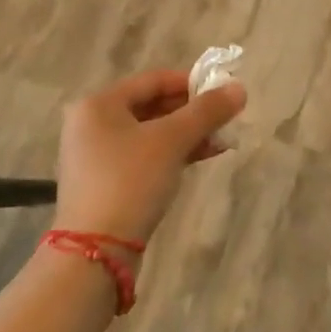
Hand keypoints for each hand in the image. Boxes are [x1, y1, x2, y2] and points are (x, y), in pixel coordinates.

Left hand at [54, 69, 245, 245]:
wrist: (96, 251)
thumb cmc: (131, 181)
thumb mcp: (172, 141)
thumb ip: (206, 112)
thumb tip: (239, 88)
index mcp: (99, 104)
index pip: (153, 80)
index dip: (191, 82)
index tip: (223, 92)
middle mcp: (91, 124)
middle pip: (151, 106)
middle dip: (191, 112)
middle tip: (225, 118)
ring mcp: (96, 155)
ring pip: (149, 133)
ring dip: (186, 134)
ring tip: (221, 140)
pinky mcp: (104, 183)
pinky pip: (143, 156)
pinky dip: (171, 154)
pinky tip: (200, 157)